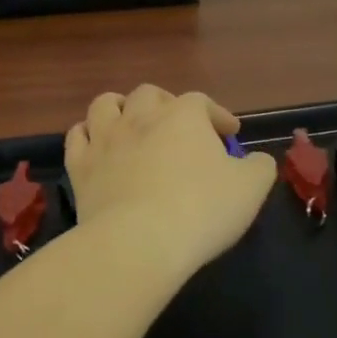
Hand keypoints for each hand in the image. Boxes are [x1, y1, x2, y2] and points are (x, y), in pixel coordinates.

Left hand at [64, 85, 276, 281]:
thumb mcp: (250, 189)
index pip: (202, 103)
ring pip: (106, 104)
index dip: (217, 115)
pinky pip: (77, 136)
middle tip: (178, 126)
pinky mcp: (81, 166)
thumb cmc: (201, 210)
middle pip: (150, 94)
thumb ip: (259, 167)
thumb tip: (257, 160)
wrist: (138, 242)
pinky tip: (96, 146)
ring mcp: (106, 139)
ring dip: (120, 108)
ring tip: (131, 123)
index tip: (230, 133)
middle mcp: (142, 116)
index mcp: (184, 115)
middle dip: (166, 104)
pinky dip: (87, 135)